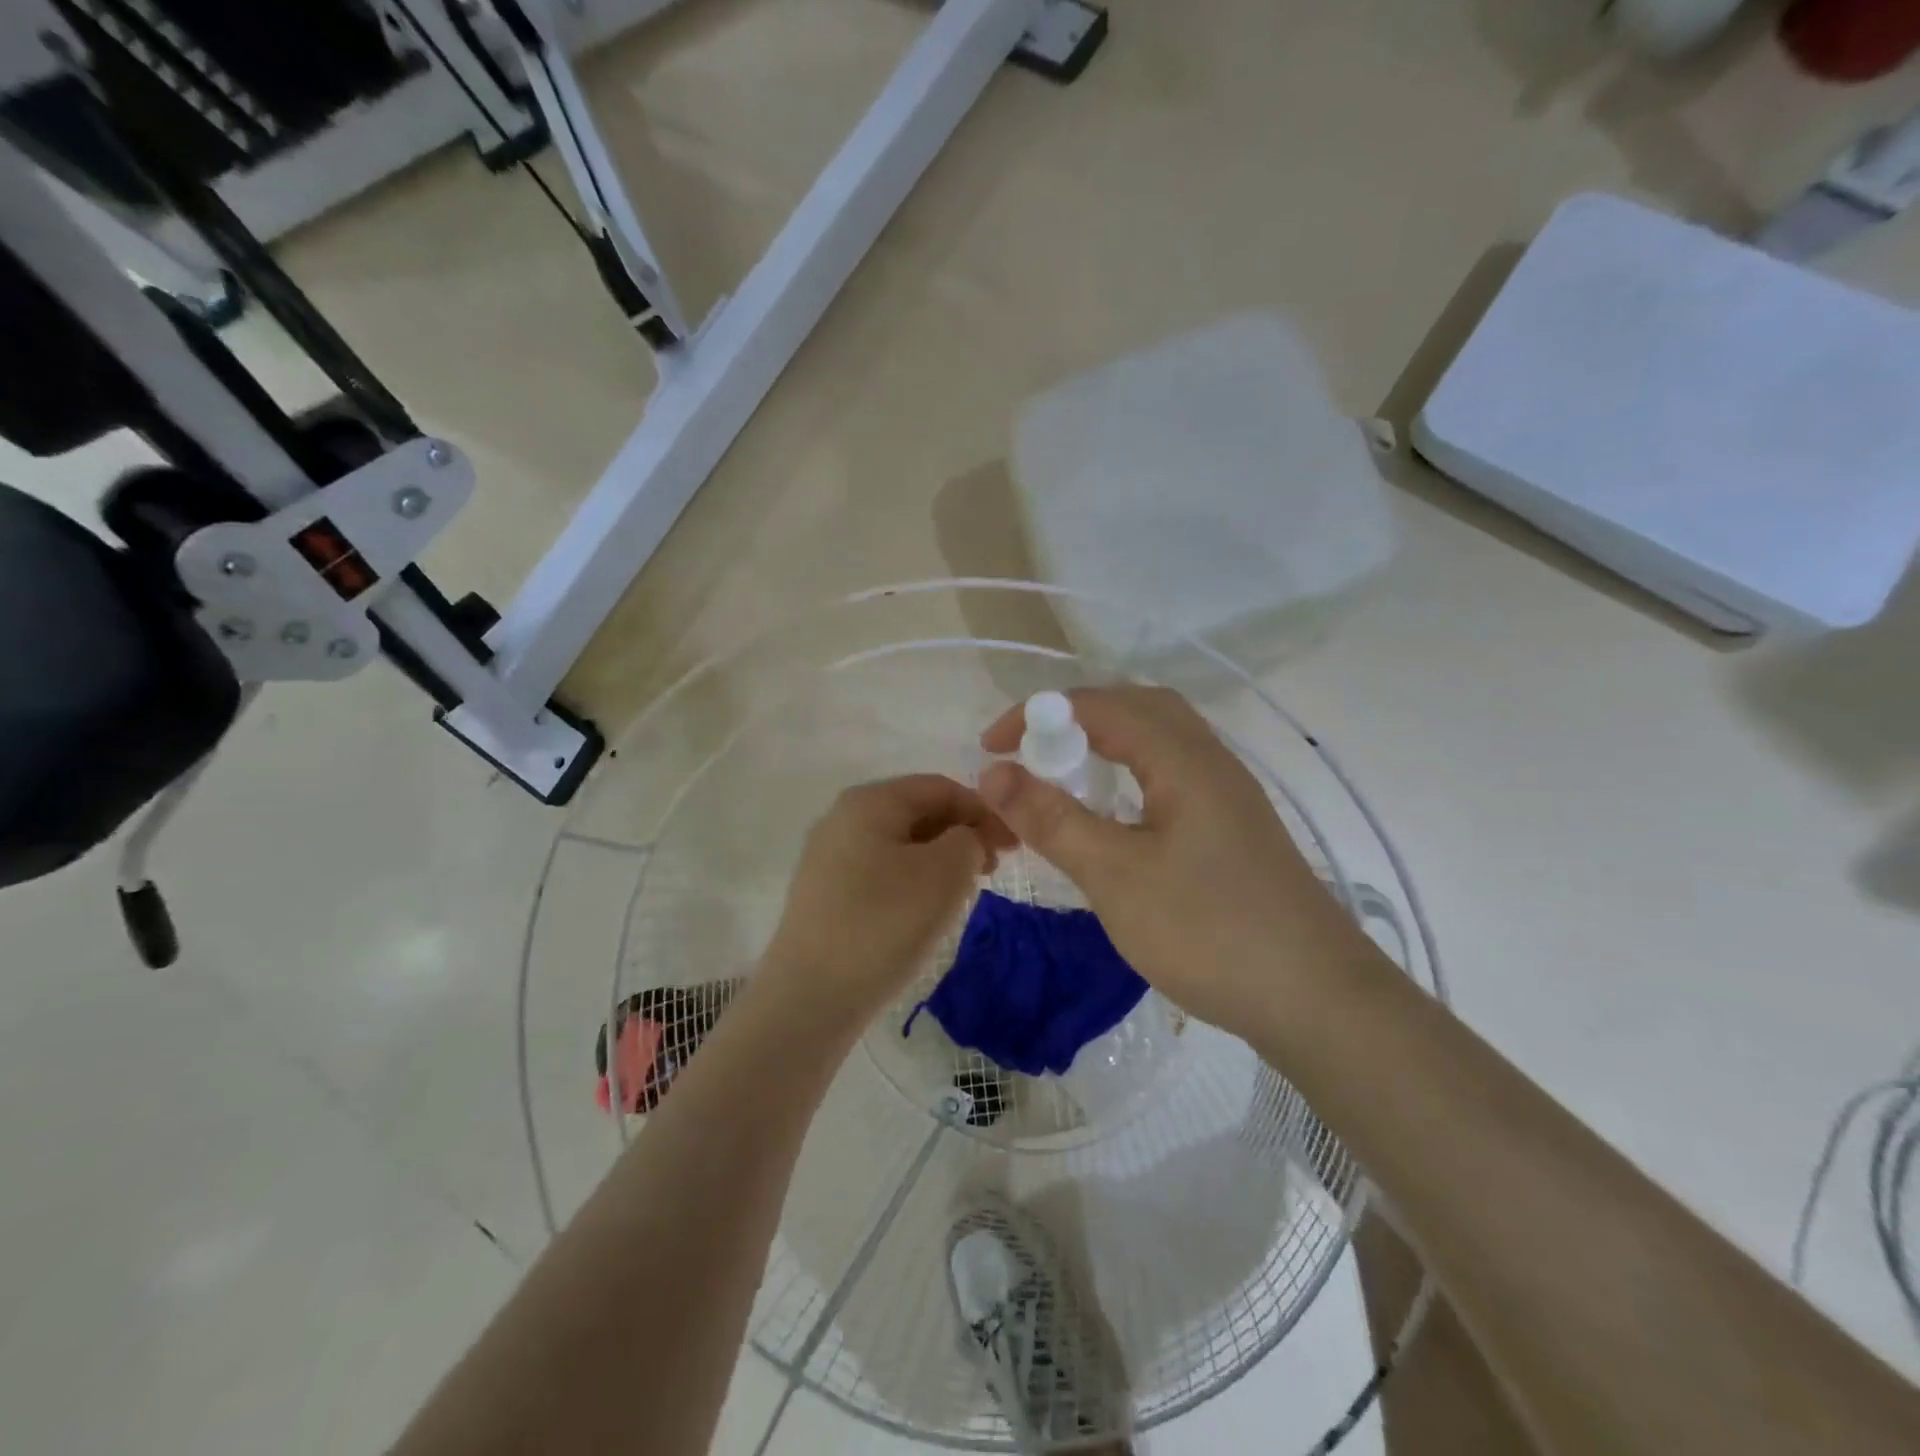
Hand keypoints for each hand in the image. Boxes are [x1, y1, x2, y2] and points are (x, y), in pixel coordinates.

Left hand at [763, 775, 1014, 1024]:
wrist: (810, 998)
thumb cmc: (883, 924)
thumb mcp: (945, 874)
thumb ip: (970, 840)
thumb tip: (965, 840)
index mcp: (869, 801)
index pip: (940, 787)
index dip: (983, 811)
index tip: (1013, 846)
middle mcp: (842, 818)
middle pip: (918, 812)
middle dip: (961, 835)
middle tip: (991, 871)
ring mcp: (828, 856)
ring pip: (900, 844)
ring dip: (939, 860)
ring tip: (962, 893)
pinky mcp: (824, 893)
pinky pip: (880, 871)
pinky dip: (912, 880)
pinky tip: (924, 912)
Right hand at [978, 687, 1382, 1038]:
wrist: (1317, 999)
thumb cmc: (1208, 931)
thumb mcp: (1115, 875)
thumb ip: (1051, 818)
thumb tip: (992, 772)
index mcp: (1182, 757)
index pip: (1098, 705)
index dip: (1038, 715)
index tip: (991, 748)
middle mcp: (1210, 760)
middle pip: (1136, 708)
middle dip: (1073, 720)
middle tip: (1031, 755)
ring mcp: (1228, 794)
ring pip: (1158, 741)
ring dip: (1105, 745)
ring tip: (1064, 779)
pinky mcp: (1233, 826)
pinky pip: (1172, 774)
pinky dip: (1130, 775)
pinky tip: (1116, 818)